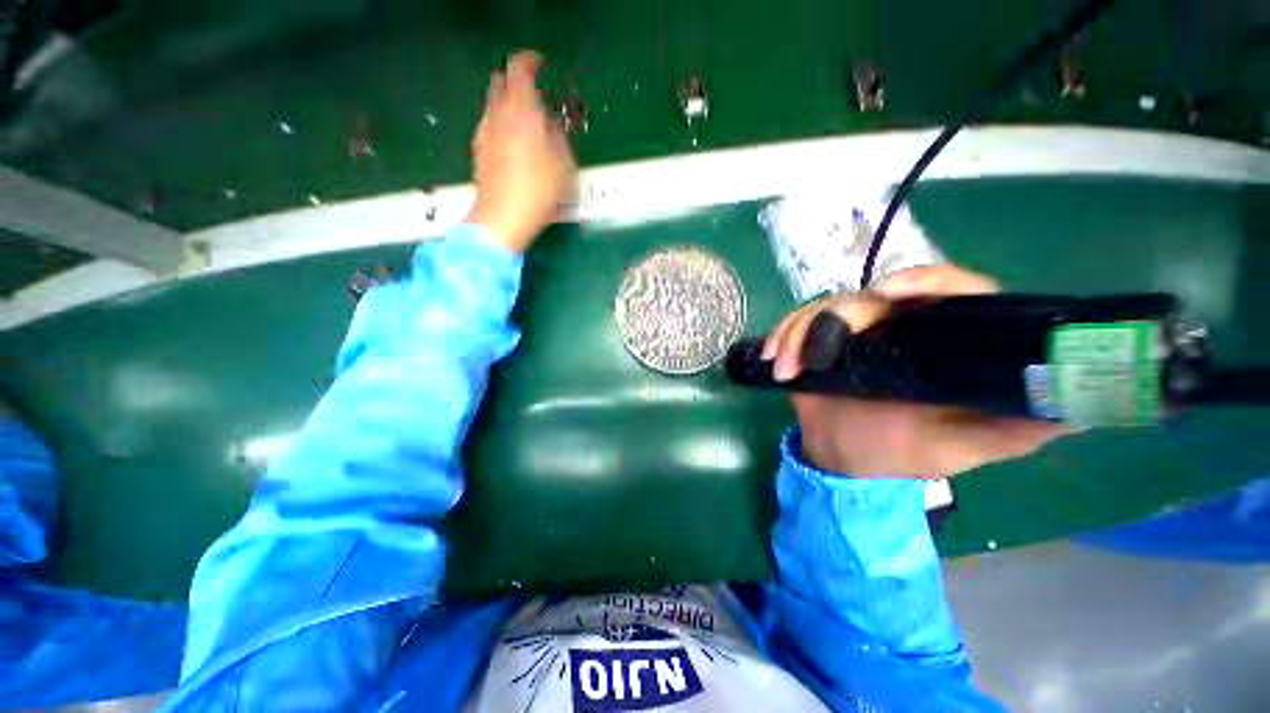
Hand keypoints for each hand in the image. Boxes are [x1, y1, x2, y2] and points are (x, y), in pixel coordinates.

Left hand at [469, 51, 576, 252]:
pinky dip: (500, 126)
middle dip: (514, 83)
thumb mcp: (564, 167)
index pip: (520, 71)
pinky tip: (511, 145)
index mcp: (522, 112)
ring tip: (524, 123)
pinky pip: (489, 127)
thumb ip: (560, 140)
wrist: (502, 219)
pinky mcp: (478, 153)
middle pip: (500, 84)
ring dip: (507, 106)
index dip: (529, 62)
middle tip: (532, 95)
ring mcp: (484, 134)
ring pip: (492, 106)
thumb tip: (554, 127)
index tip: (539, 65)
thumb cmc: (538, 192)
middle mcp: (498, 116)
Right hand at [762, 265, 1069, 477]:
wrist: (844, 459)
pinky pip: (797, 324)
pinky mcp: (819, 339)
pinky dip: (781, 336)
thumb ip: (1014, 430)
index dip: (925, 281)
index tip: (890, 295)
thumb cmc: (902, 453)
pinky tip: (772, 357)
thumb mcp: (963, 448)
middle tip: (819, 351)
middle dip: (838, 317)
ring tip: (786, 367)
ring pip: (825, 307)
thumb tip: (1075, 405)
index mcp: (942, 341)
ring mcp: (854, 331)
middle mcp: (900, 326)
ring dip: (799, 333)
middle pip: (871, 296)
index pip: (949, 290)